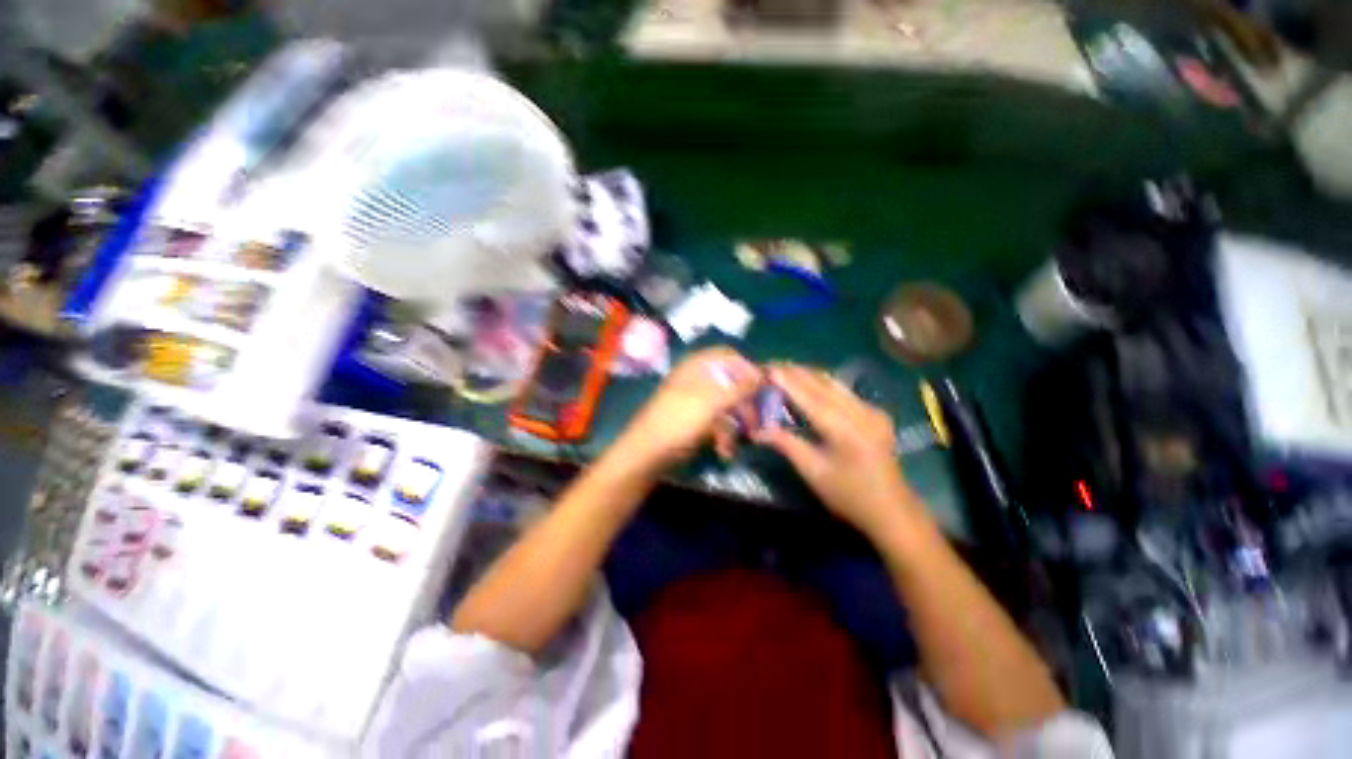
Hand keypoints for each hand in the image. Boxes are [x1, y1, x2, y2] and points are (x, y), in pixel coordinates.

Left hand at [616, 347, 762, 469]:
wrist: (647, 454)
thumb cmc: (678, 421)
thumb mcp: (711, 402)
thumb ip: (740, 387)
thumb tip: (764, 373)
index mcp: (697, 366)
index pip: (730, 357)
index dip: (748, 369)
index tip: (765, 387)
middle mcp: (698, 380)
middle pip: (731, 383)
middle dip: (745, 405)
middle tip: (758, 422)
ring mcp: (696, 401)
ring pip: (727, 406)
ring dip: (735, 426)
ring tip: (738, 443)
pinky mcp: (695, 421)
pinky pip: (718, 423)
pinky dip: (723, 436)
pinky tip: (724, 451)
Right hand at [754, 364, 925, 535]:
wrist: (892, 510)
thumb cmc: (848, 495)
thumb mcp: (812, 472)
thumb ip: (785, 444)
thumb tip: (756, 429)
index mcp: (846, 430)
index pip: (811, 398)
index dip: (788, 382)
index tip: (768, 368)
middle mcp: (861, 413)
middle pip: (823, 384)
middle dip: (796, 372)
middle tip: (771, 365)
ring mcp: (872, 411)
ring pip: (834, 384)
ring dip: (809, 375)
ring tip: (785, 370)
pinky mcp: (875, 413)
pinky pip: (843, 391)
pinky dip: (822, 385)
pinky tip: (808, 383)